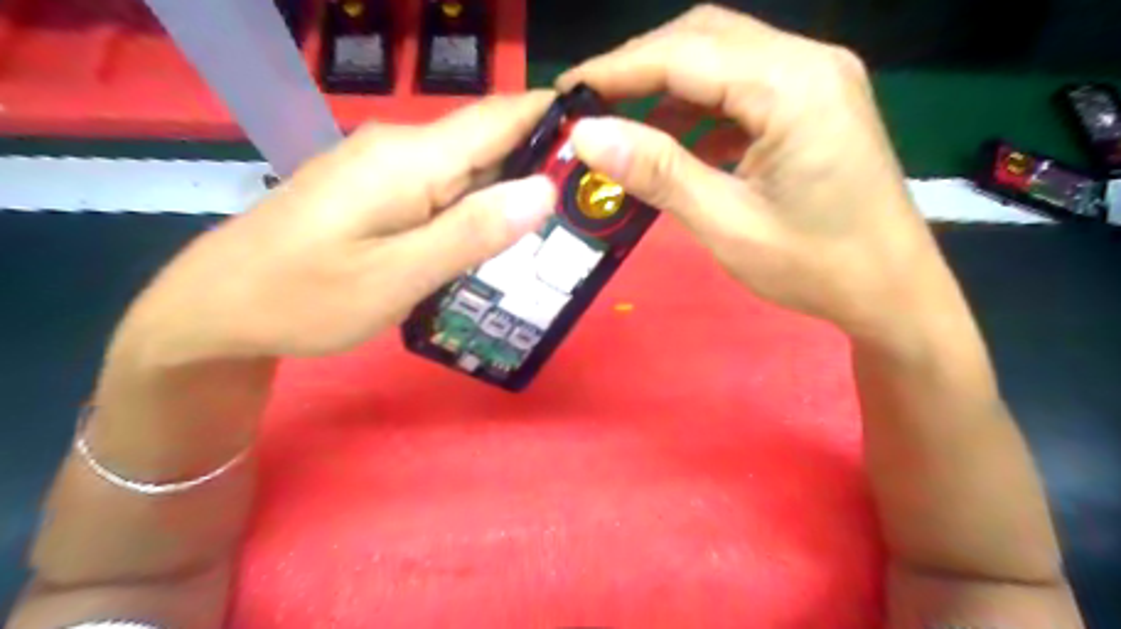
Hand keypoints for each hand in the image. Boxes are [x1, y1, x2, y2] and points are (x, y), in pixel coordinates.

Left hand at [116, 90, 555, 361]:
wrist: (219, 306)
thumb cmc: (305, 297)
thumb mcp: (396, 277)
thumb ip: (471, 232)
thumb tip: (544, 189)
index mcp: (411, 158)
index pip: (503, 116)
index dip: (557, 120)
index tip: (607, 146)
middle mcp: (403, 148)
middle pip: (492, 145)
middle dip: (544, 171)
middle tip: (589, 217)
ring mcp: (388, 168)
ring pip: (471, 172)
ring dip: (513, 198)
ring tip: (555, 237)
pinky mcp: (380, 190)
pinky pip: (445, 190)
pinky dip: (479, 212)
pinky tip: (494, 246)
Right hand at [561, 6, 953, 342]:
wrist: (891, 290)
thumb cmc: (814, 266)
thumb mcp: (727, 224)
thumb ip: (658, 172)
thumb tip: (586, 135)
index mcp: (793, 87)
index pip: (684, 55)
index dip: (616, 70)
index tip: (566, 92)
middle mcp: (809, 61)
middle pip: (704, 37)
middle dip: (639, 67)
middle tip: (590, 105)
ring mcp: (816, 78)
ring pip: (722, 56)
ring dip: (667, 85)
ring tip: (623, 124)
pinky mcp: (813, 101)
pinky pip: (743, 86)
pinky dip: (699, 106)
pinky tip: (676, 141)